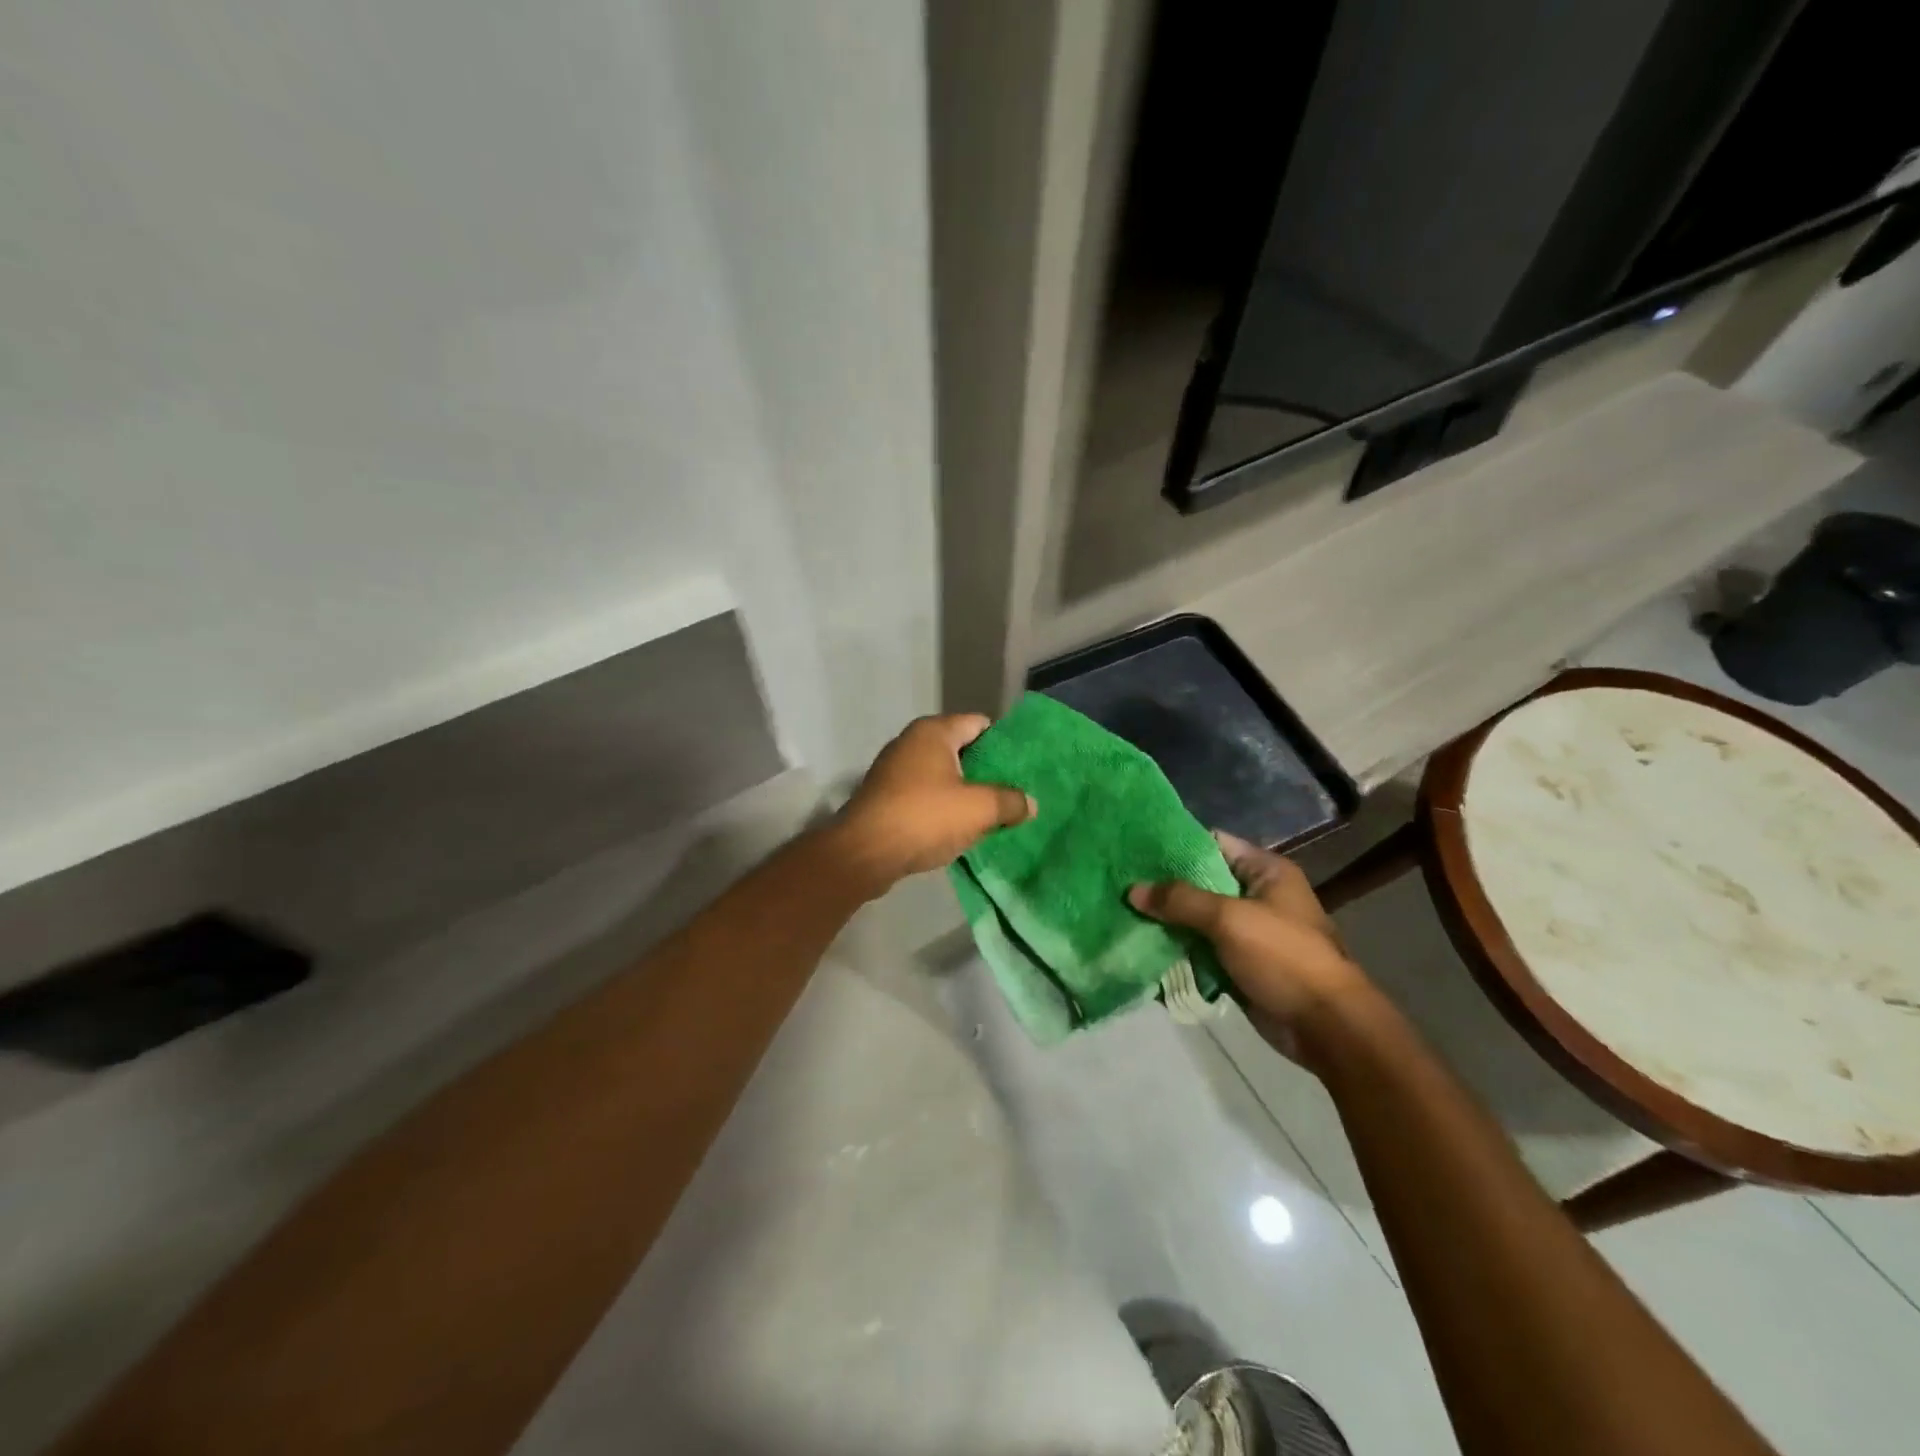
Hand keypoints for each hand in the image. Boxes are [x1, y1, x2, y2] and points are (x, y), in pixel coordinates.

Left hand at [834, 714, 1034, 887]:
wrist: (864, 853)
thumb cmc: (924, 818)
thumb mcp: (978, 809)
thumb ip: (1010, 802)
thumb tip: (1030, 803)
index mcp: (933, 731)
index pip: (979, 723)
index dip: (1003, 742)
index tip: (1024, 765)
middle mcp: (911, 742)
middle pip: (961, 749)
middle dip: (986, 770)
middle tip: (1015, 791)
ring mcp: (894, 769)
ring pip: (942, 774)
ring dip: (964, 791)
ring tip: (993, 812)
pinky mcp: (885, 796)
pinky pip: (924, 794)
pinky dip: (942, 806)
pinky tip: (960, 827)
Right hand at [1129, 831, 1367, 1053]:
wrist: (1326, 1026)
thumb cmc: (1284, 958)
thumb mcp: (1230, 919)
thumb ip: (1181, 900)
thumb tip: (1133, 890)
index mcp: (1266, 871)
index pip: (1214, 844)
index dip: (1176, 845)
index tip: (1135, 848)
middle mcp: (1257, 895)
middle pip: (1201, 882)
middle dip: (1164, 886)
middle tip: (1121, 883)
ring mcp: (1249, 932)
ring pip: (1197, 918)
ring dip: (1167, 920)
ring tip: (1122, 913)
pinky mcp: (1240, 964)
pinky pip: (1202, 949)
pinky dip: (1178, 949)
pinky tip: (1143, 946)